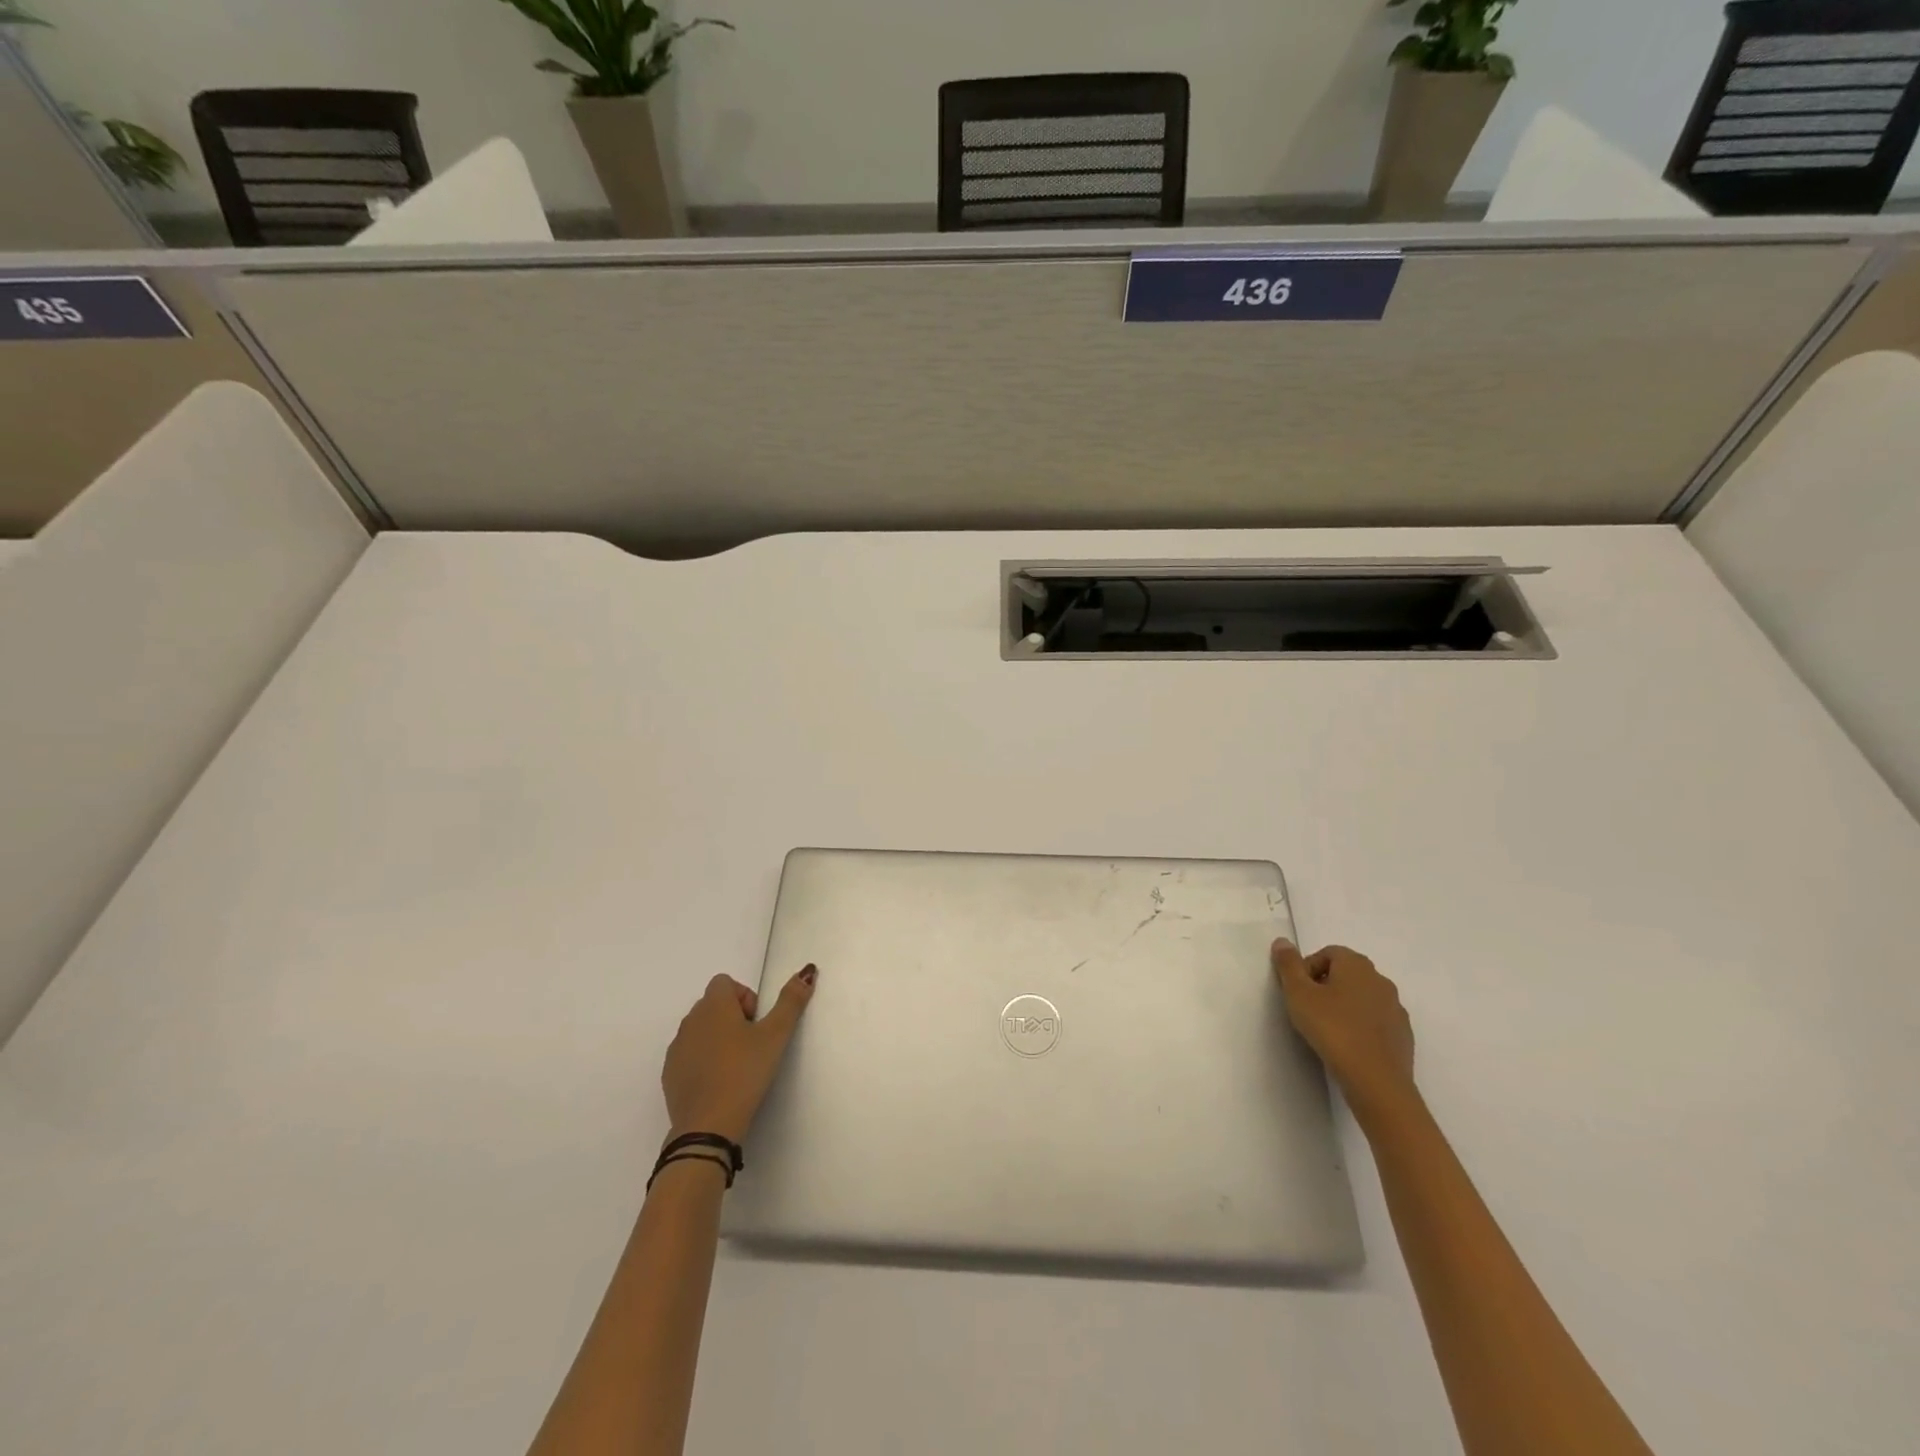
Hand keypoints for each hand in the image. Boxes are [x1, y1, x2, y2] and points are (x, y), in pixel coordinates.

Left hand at [661, 966, 816, 1143]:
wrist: (707, 1126)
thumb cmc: (744, 1073)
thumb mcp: (776, 1035)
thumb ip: (791, 1001)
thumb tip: (806, 971)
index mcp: (713, 1006)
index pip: (725, 982)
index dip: (745, 997)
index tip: (756, 1023)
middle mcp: (690, 1021)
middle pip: (713, 1004)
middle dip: (734, 1017)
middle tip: (752, 1044)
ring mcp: (677, 1048)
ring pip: (700, 1030)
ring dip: (718, 1038)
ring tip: (737, 1065)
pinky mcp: (669, 1074)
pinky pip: (689, 1054)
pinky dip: (703, 1060)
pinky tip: (719, 1082)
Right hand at [1272, 940, 1416, 1124]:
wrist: (1376, 1080)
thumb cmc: (1332, 1029)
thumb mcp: (1298, 994)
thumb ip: (1288, 965)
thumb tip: (1282, 941)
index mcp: (1357, 965)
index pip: (1328, 953)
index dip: (1307, 969)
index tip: (1297, 992)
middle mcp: (1380, 980)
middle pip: (1346, 974)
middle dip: (1326, 986)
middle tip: (1308, 1009)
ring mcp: (1396, 1009)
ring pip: (1363, 998)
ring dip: (1345, 1007)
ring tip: (1327, 1029)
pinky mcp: (1403, 1036)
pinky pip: (1376, 1022)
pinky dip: (1361, 1027)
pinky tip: (1348, 1046)